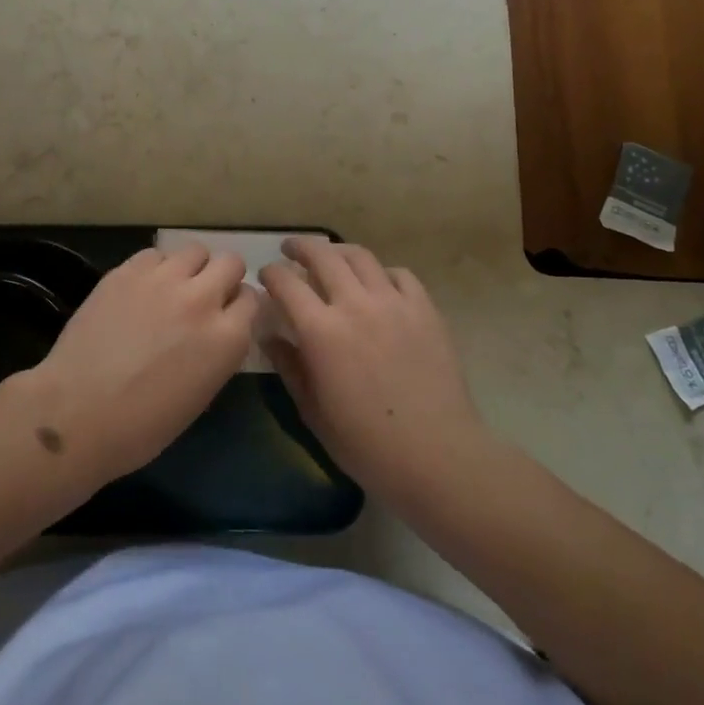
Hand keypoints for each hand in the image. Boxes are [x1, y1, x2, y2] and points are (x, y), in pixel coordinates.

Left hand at [27, 245, 258, 482]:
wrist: (78, 413)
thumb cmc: (143, 426)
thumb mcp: (201, 394)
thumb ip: (218, 351)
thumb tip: (215, 331)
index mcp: (227, 338)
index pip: (251, 299)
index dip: (238, 306)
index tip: (225, 315)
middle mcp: (202, 299)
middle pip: (230, 263)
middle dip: (222, 277)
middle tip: (203, 296)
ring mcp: (163, 280)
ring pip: (194, 250)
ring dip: (190, 267)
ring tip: (172, 287)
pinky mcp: (127, 271)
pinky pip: (154, 254)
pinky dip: (155, 268)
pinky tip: (141, 289)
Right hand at [259, 238, 487, 506]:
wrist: (437, 456)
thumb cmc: (366, 445)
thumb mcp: (313, 411)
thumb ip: (289, 367)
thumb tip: (269, 336)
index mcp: (321, 331)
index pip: (286, 283)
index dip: (271, 273)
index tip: (266, 275)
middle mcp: (355, 305)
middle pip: (322, 256)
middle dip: (301, 247)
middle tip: (291, 249)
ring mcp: (394, 303)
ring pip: (361, 257)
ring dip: (339, 252)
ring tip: (331, 257)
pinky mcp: (425, 309)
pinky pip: (399, 275)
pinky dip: (381, 273)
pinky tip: (377, 285)